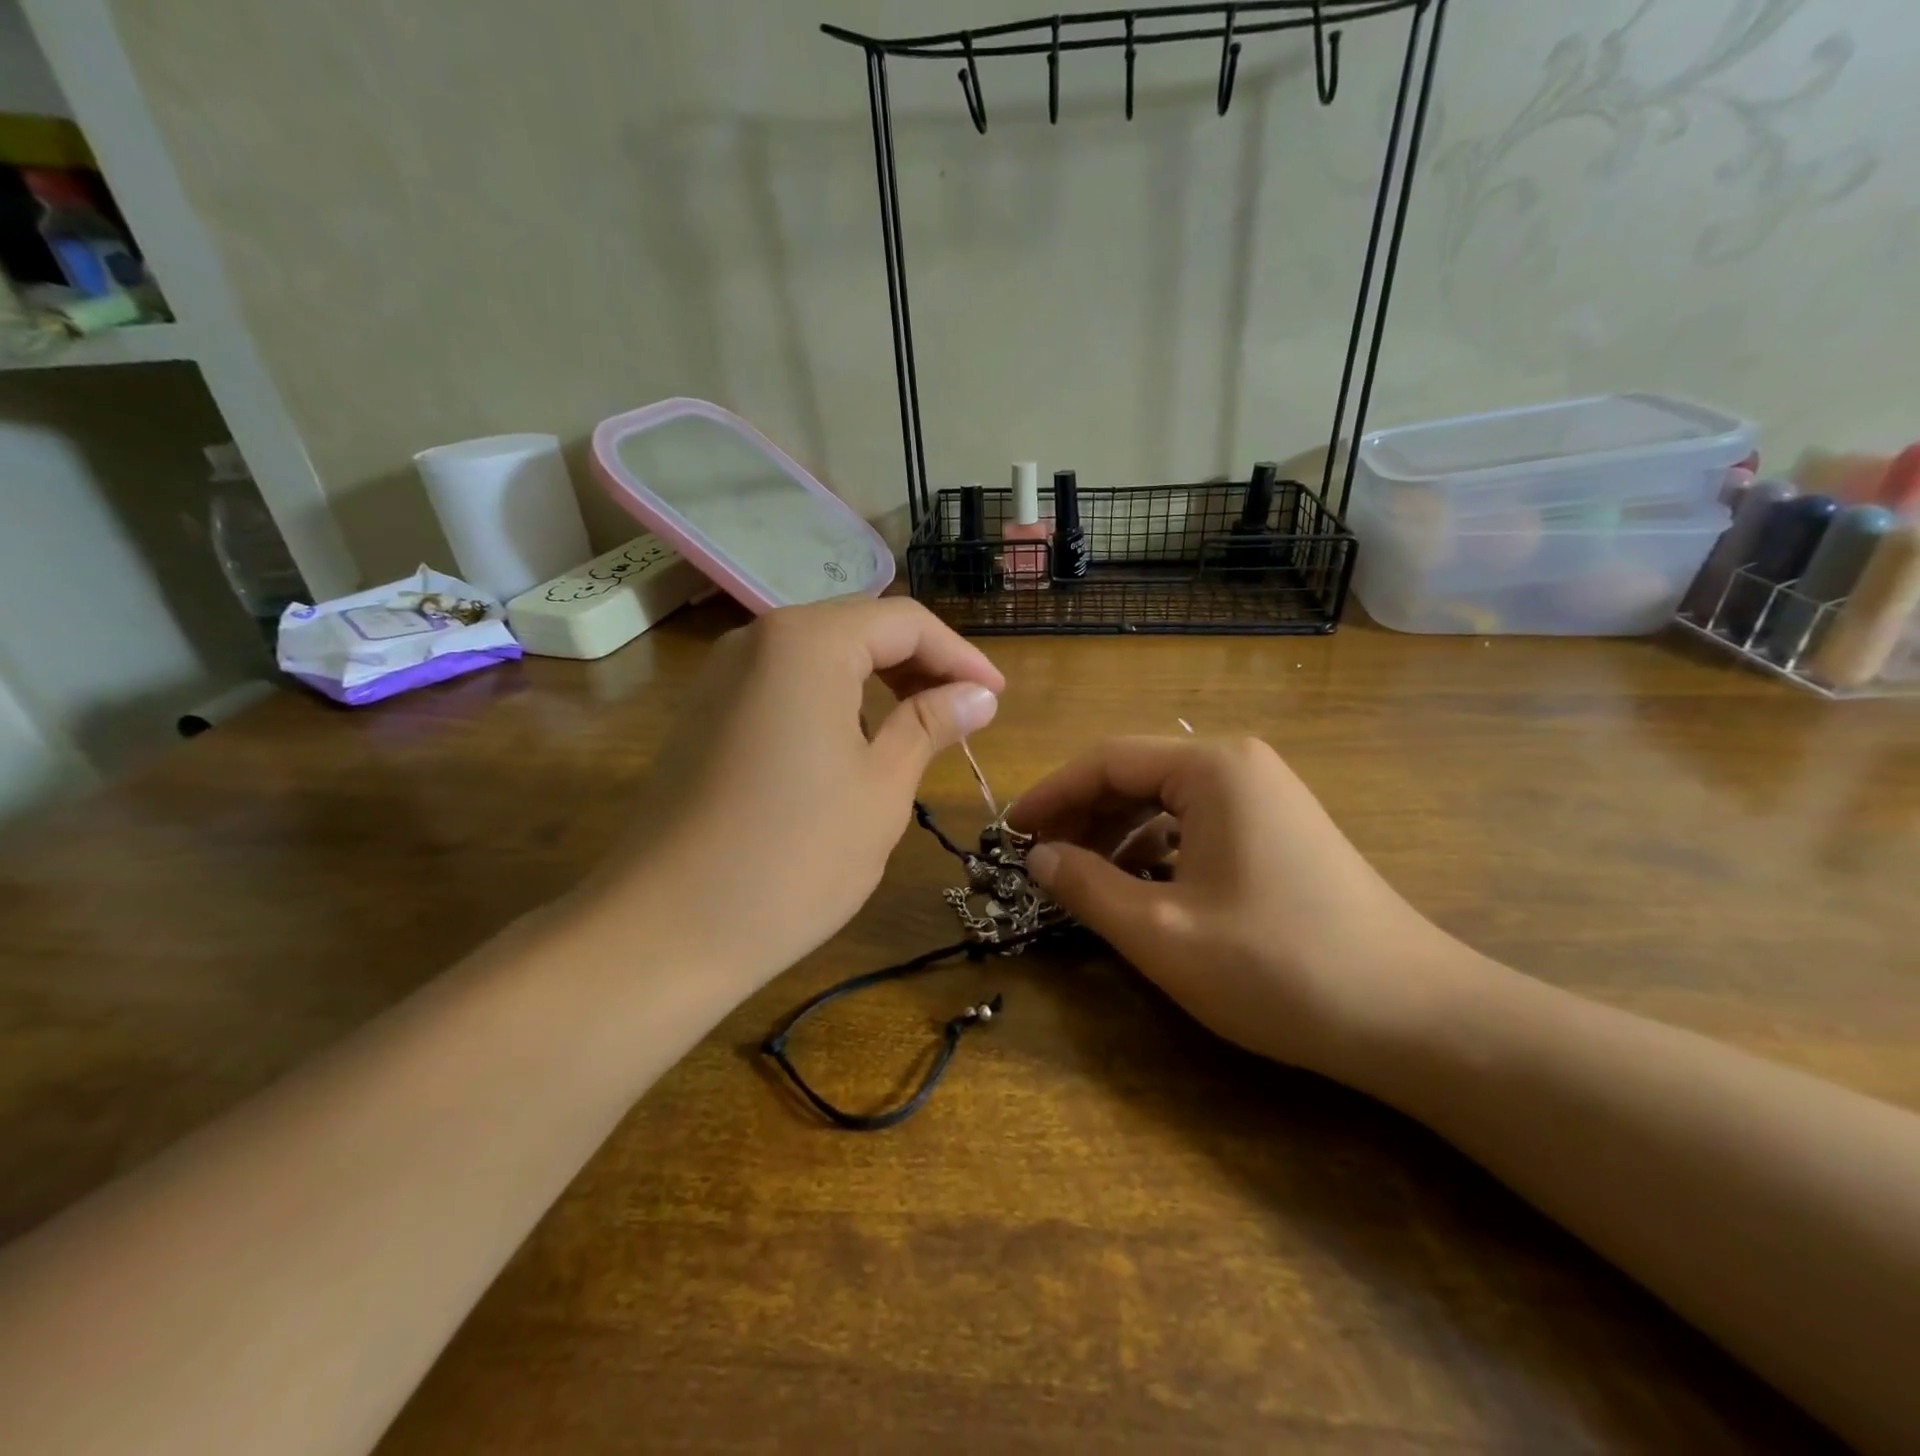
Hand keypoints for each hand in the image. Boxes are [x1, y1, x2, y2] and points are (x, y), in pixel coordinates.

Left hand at [580, 598, 1003, 986]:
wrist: (665, 930)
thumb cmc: (794, 857)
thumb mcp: (881, 787)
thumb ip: (931, 724)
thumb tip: (979, 694)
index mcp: (807, 642)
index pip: (904, 622)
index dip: (960, 656)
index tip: (997, 697)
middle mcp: (759, 640)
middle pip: (859, 628)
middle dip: (919, 664)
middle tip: (965, 712)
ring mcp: (723, 676)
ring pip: (821, 656)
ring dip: (877, 682)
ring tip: (920, 728)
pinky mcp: (705, 714)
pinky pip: (785, 685)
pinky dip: (833, 701)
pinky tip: (855, 744)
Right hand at [1009, 736, 1488, 1085]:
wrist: (1414, 1017)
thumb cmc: (1277, 966)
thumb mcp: (1160, 931)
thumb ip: (1086, 887)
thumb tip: (1037, 858)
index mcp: (1212, 768)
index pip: (1106, 760)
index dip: (1050, 795)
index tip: (1009, 833)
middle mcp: (1239, 766)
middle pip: (1136, 774)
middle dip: (1083, 816)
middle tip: (1040, 861)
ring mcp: (1266, 797)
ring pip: (1166, 801)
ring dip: (1117, 835)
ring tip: (1082, 879)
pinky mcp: (1280, 831)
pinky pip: (1198, 824)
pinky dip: (1157, 850)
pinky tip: (1141, 888)